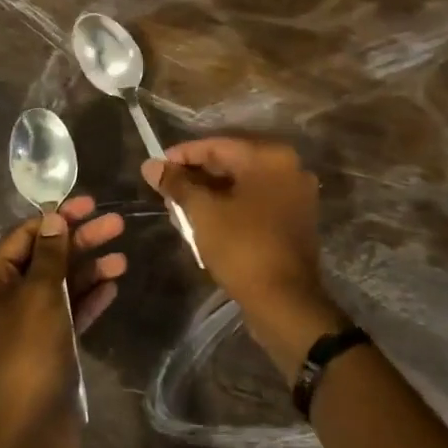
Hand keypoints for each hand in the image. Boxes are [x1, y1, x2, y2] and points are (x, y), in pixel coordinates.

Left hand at [0, 196, 125, 447]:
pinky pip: (69, 314)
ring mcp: (27, 329)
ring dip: (88, 270)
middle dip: (78, 241)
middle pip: (44, 259)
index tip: (88, 203)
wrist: (27, 440)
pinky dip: (89, 299)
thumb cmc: (27, 359)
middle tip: (116, 224)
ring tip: (122, 257)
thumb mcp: (39, 298)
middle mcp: (4, 303)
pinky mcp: (48, 351)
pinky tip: (113, 286)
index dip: (55, 218)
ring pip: (60, 287)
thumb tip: (53, 218)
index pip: (22, 238)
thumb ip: (49, 255)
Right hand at [142, 139, 347, 383]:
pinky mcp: (296, 219)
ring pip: (243, 184)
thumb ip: (177, 184)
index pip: (217, 145)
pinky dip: (231, 206)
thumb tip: (150, 165)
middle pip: (232, 162)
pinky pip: (256, 202)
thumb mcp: (202, 213)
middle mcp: (289, 168)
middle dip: (196, 175)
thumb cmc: (242, 248)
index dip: (182, 155)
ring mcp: (296, 195)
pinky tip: (205, 220)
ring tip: (179, 207)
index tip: (156, 167)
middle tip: (165, 189)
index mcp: (270, 157)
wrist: (285, 302)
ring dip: (211, 193)